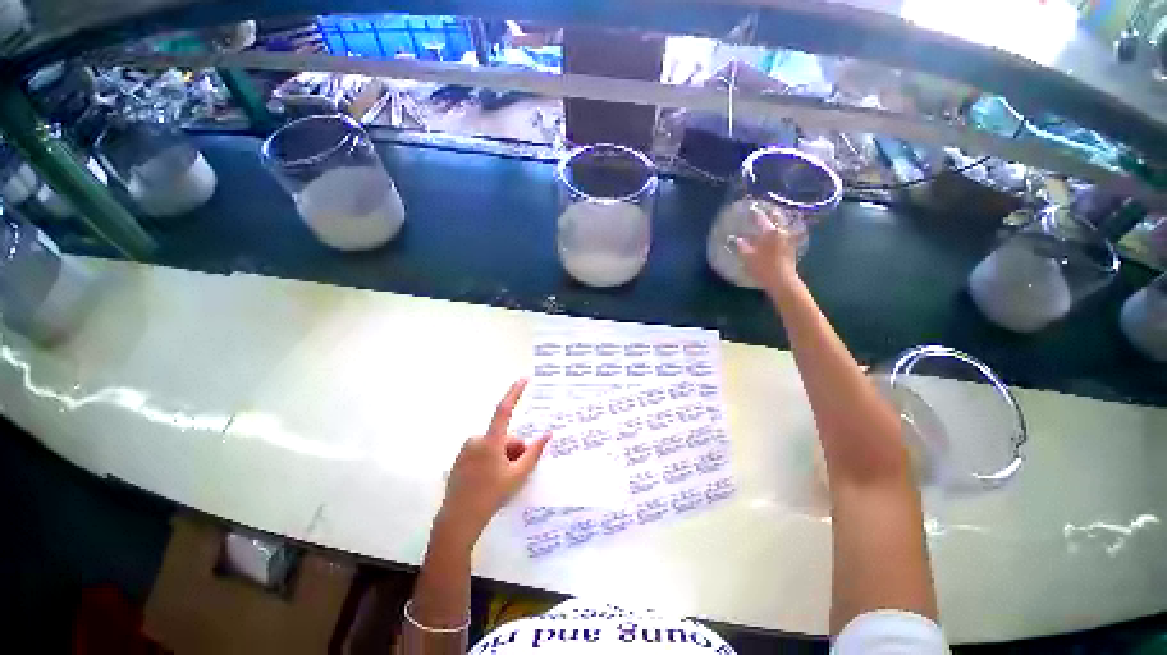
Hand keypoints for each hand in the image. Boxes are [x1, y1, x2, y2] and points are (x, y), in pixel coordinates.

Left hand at [435, 379, 549, 548]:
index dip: (514, 393)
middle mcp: (476, 439)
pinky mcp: (461, 457)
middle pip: (505, 438)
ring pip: (495, 445)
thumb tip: (548, 434)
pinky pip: (483, 451)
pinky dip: (491, 460)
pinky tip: (488, 479)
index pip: (504, 410)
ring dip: (503, 457)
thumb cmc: (491, 496)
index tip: (523, 379)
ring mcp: (466, 449)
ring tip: (501, 479)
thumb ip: (534, 453)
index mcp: (491, 442)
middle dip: (514, 451)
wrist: (458, 520)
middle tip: (514, 472)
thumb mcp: (518, 476)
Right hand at [735, 206, 801, 293]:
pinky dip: (782, 231)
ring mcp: (789, 239)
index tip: (752, 208)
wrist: (782, 281)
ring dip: (778, 222)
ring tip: (772, 220)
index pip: (761, 219)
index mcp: (769, 233)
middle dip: (770, 214)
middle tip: (765, 211)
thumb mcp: (748, 258)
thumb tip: (737, 238)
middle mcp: (781, 233)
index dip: (755, 213)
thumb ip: (742, 246)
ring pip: (783, 226)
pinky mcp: (792, 247)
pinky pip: (787, 234)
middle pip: (776, 219)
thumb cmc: (763, 268)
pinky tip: (779, 234)